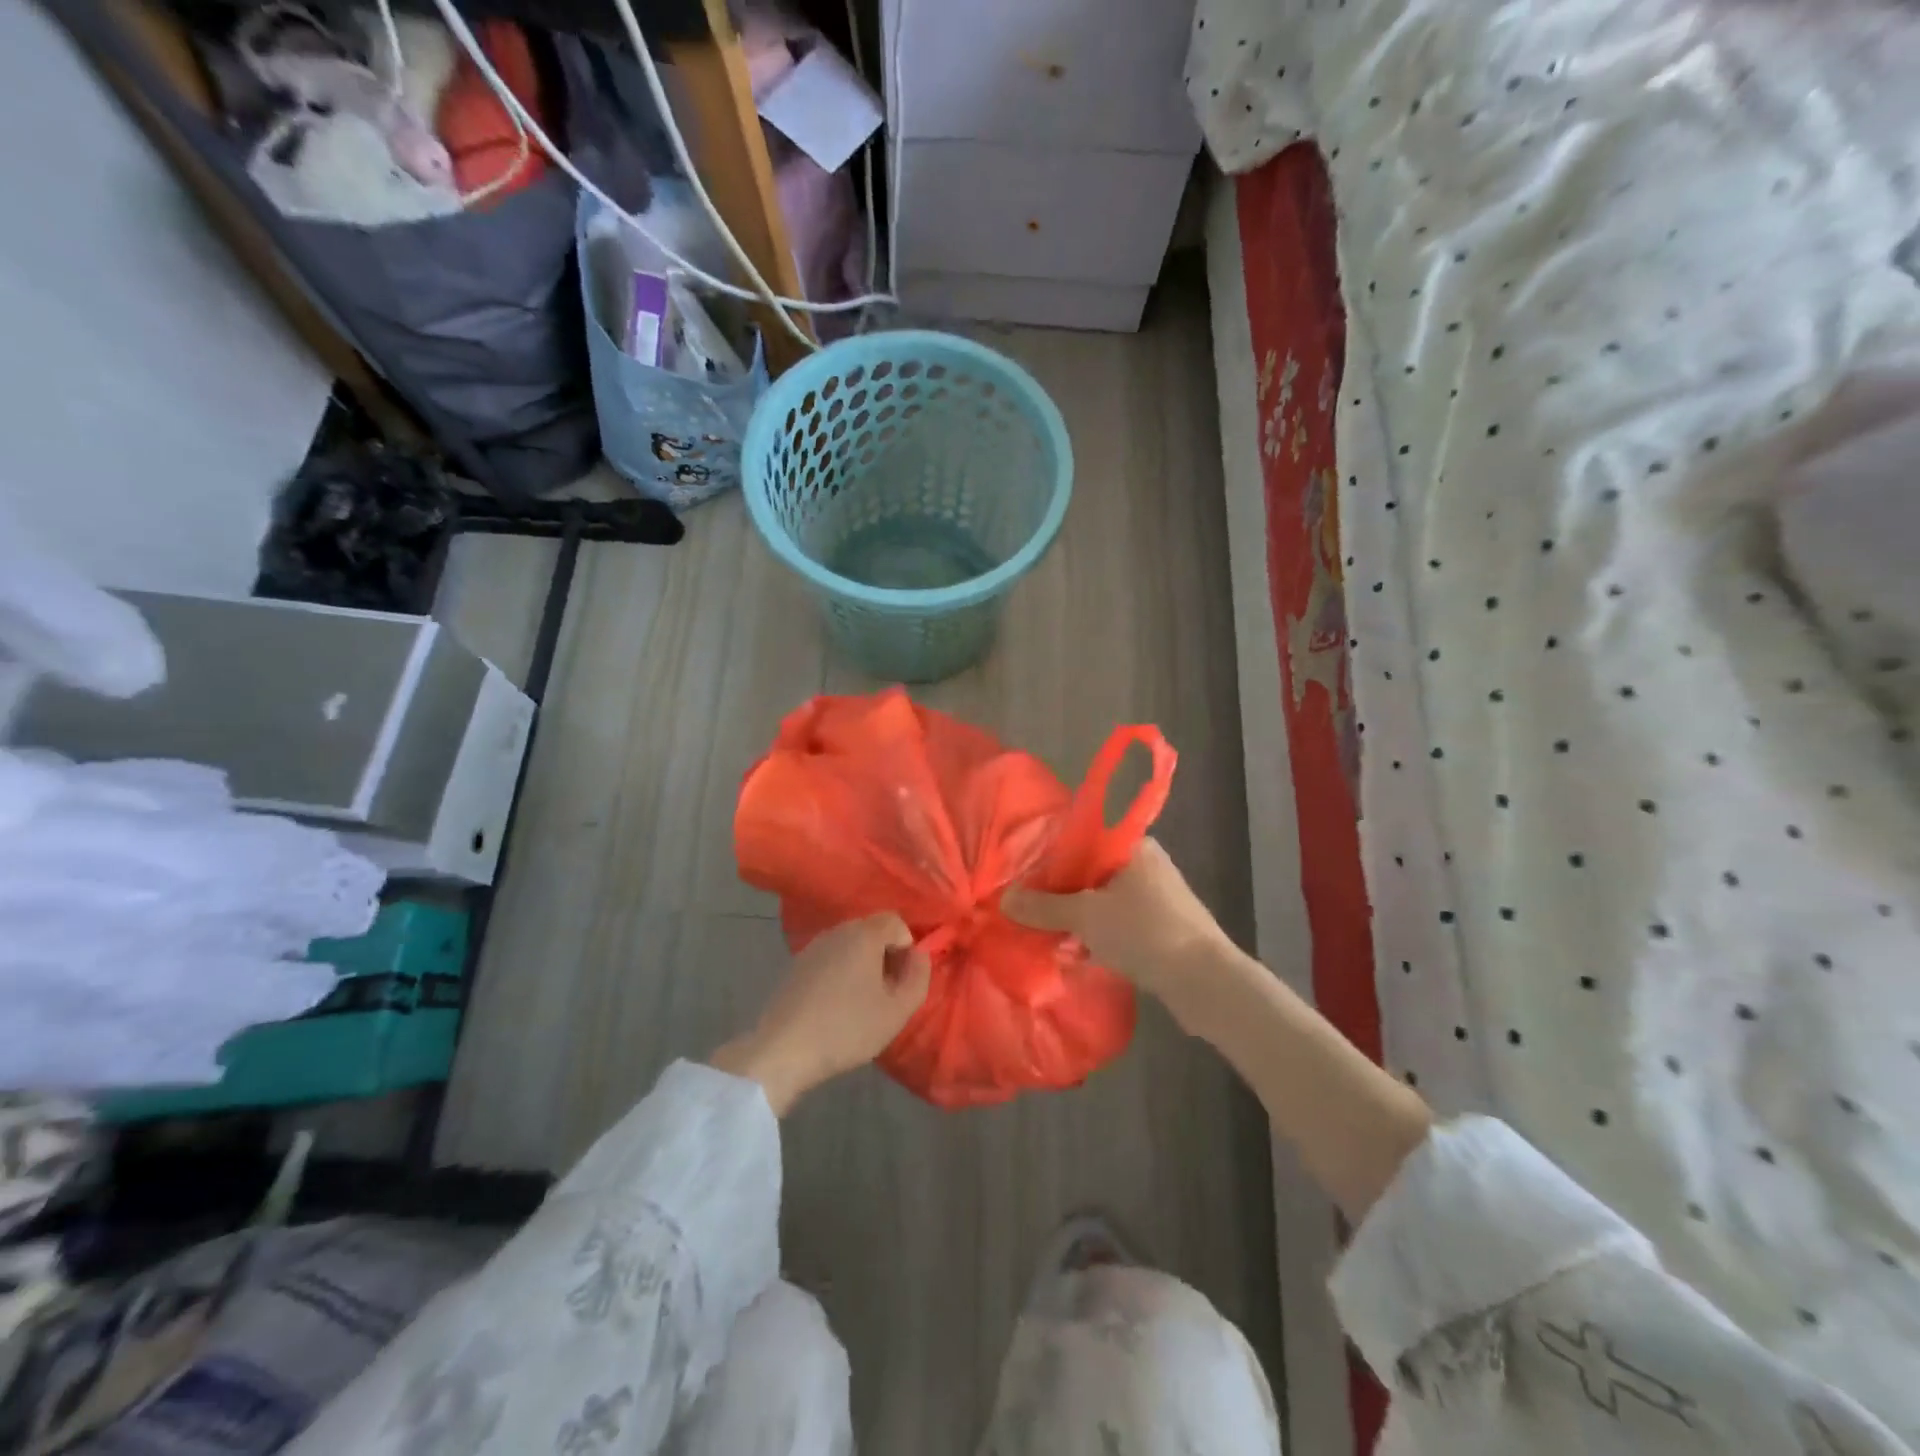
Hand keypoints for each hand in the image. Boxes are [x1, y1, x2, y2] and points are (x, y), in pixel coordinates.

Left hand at [711, 913, 931, 1115]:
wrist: (784, 1050)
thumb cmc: (848, 1028)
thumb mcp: (897, 1010)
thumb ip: (918, 977)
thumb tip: (919, 956)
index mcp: (864, 934)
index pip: (896, 921)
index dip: (907, 947)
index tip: (902, 980)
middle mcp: (837, 931)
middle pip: (872, 931)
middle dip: (886, 956)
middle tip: (886, 993)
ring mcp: (812, 947)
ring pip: (849, 946)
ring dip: (862, 966)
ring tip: (861, 1003)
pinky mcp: (795, 966)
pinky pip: (830, 959)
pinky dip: (840, 974)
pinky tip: (835, 1007)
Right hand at [1002, 838, 1232, 1000]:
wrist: (1205, 981)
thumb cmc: (1144, 932)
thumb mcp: (1086, 917)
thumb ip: (1043, 907)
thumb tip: (1004, 899)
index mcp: (1132, 846)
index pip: (1082, 840)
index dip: (1051, 858)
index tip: (1025, 878)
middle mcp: (1147, 864)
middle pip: (1091, 872)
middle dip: (1062, 893)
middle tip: (1031, 911)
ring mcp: (1158, 897)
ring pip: (1105, 900)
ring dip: (1079, 918)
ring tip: (1050, 936)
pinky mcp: (1164, 927)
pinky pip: (1120, 922)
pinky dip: (1100, 934)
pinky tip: (1079, 953)